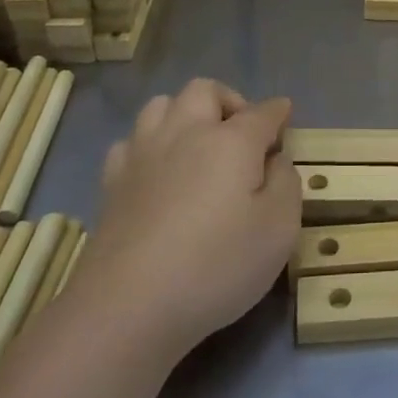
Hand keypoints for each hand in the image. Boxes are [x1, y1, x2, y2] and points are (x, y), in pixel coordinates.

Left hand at [73, 80, 298, 359]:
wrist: (129, 306)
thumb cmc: (217, 266)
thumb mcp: (279, 229)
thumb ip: (286, 183)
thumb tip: (275, 159)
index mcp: (231, 141)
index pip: (262, 112)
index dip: (278, 112)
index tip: (286, 116)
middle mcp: (186, 133)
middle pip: (205, 91)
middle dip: (229, 101)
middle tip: (242, 133)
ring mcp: (143, 154)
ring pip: (162, 105)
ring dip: (185, 113)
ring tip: (198, 143)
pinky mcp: (112, 182)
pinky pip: (131, 141)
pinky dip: (149, 144)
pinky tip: (157, 170)